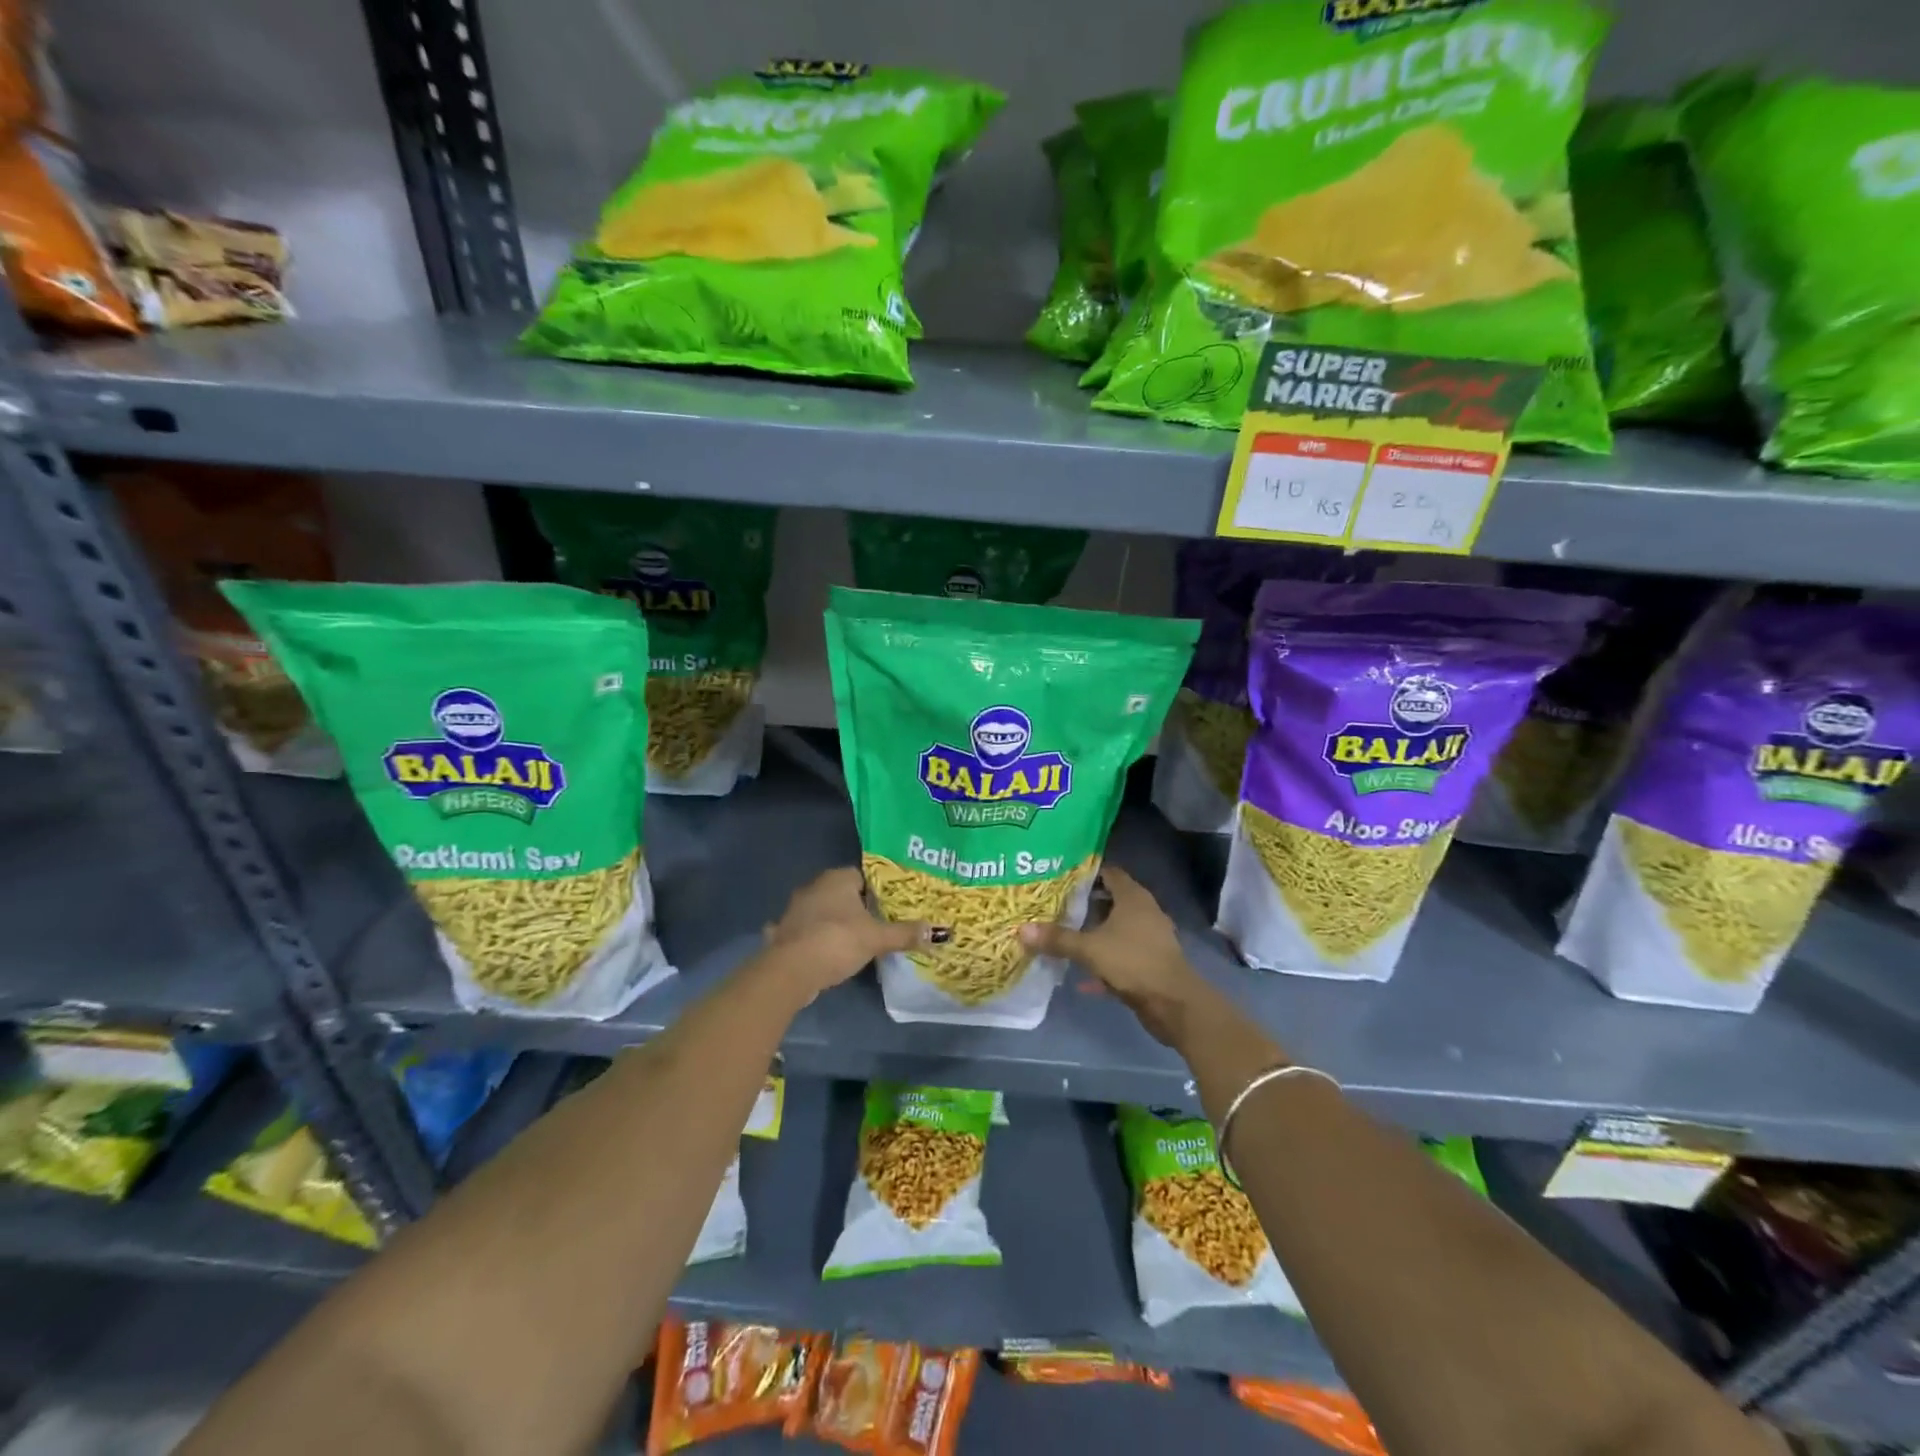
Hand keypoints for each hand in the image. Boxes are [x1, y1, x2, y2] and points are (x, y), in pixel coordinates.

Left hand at [760, 867, 929, 1001]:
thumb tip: (939, 932)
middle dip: (857, 906)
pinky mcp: (784, 933)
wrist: (790, 971)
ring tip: (854, 939)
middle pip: (842, 893)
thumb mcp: (877, 938)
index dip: (878, 890)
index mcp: (837, 879)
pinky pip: (805, 931)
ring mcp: (795, 910)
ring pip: (821, 911)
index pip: (862, 875)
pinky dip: (813, 939)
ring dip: (833, 922)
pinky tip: (821, 952)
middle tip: (878, 923)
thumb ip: (905, 934)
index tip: (891, 906)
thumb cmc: (837, 941)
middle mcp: (813, 887)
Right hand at [1020, 865, 1208, 1044]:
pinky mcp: (1152, 961)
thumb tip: (1021, 929)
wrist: (1174, 1003)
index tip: (1061, 878)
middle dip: (1087, 903)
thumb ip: (1057, 939)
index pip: (1109, 873)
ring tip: (1067, 935)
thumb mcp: (1089, 949)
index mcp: (1133, 898)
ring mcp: (1151, 937)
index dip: (1087, 874)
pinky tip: (1084, 976)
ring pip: (1118, 928)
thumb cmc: (1133, 962)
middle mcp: (1145, 911)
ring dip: (1096, 932)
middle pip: (1113, 899)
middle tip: (1057, 906)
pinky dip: (1105, 959)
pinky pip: (1123, 953)